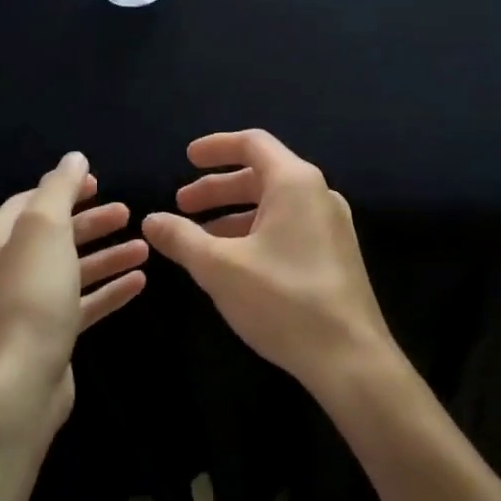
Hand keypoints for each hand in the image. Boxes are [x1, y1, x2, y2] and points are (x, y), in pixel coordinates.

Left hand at [0, 152, 147, 433]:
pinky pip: (84, 303)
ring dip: (107, 256)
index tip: (99, 182)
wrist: (19, 380)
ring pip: (74, 270)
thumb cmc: (30, 294)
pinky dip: (109, 290)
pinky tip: (139, 282)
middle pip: (55, 236)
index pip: (30, 202)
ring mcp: (31, 305)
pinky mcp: (52, 334)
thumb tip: (73, 158)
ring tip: (144, 247)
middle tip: (128, 213)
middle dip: (91, 223)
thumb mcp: (44, 229)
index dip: (64, 189)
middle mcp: (9, 270)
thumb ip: (59, 189)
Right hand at [143, 130, 395, 396]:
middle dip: (218, 188)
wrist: (349, 356)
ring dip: (234, 214)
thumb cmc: (282, 300)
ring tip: (198, 237)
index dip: (215, 147)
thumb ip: (182, 238)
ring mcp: (330, 226)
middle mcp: (318, 195)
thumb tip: (151, 220)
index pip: (253, 143)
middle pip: (261, 175)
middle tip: (182, 204)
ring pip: (274, 205)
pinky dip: (256, 233)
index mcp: (295, 183)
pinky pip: (288, 228)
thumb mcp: (220, 267)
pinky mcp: (334, 255)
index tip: (186, 159)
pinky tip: (233, 261)